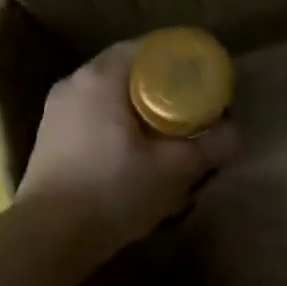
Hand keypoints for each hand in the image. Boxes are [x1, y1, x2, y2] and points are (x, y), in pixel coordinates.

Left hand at [18, 42, 239, 253]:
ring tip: (167, 131)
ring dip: (138, 107)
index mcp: (101, 77)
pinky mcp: (50, 139)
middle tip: (193, 108)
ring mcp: (56, 111)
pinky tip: (135, 151)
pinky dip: (118, 123)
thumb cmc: (113, 192)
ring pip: (109, 96)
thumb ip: (209, 147)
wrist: (50, 236)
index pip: (148, 49)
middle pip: (128, 71)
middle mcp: (74, 83)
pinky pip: (93, 116)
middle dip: (162, 86)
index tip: (205, 81)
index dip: (181, 61)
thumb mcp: (173, 170)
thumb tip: (237, 133)